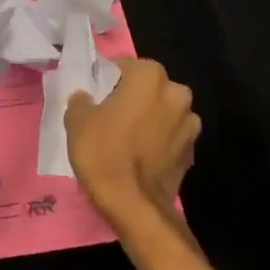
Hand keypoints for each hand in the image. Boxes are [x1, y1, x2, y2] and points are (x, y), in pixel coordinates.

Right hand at [65, 58, 200, 233]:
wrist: (134, 204)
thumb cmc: (103, 152)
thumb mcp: (77, 120)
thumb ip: (81, 100)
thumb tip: (85, 96)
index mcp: (149, 77)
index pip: (127, 66)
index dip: (110, 78)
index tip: (97, 93)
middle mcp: (176, 93)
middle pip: (151, 87)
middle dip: (136, 96)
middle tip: (113, 113)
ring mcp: (189, 124)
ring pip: (165, 111)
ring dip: (151, 118)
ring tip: (129, 136)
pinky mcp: (192, 152)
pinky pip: (172, 136)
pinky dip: (160, 141)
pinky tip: (142, 155)